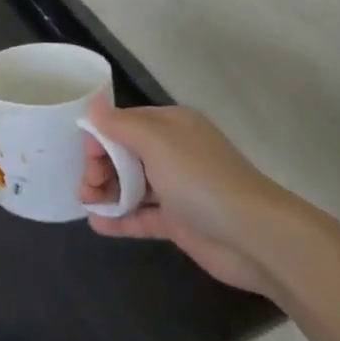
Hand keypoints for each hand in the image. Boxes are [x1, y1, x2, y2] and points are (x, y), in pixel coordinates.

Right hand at [79, 93, 294, 294]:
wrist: (253, 236)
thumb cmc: (200, 178)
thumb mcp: (156, 141)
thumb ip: (119, 124)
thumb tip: (93, 105)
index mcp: (170, 125)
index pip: (123, 123)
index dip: (100, 137)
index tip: (86, 157)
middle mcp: (172, 152)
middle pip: (123, 154)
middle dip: (99, 167)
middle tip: (86, 187)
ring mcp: (176, 188)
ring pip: (130, 185)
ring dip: (106, 192)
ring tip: (87, 205)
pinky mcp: (178, 221)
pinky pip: (141, 216)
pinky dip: (120, 219)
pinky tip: (97, 225)